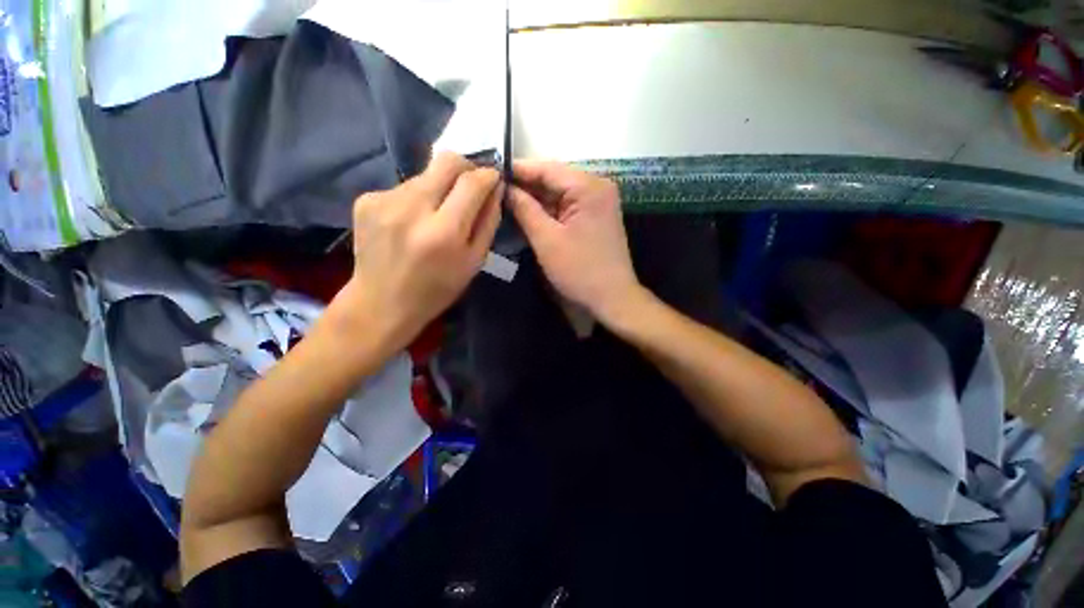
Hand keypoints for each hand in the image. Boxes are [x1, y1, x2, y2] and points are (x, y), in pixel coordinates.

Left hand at [337, 152, 502, 351]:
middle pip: (446, 161)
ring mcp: (383, 200)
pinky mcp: (366, 199)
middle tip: (470, 186)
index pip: (471, 182)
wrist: (381, 302)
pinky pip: (404, 186)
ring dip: (439, 187)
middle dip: (466, 168)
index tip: (494, 178)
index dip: (488, 175)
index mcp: (443, 232)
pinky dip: (416, 198)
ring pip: (425, 174)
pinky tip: (412, 222)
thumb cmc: (437, 289)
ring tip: (436, 214)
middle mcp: (411, 209)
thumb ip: (488, 222)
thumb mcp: (474, 262)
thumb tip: (495, 188)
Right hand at [508, 161, 640, 323]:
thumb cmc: (579, 270)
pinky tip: (525, 214)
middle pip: (553, 180)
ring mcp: (597, 203)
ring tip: (503, 201)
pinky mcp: (594, 217)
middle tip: (493, 190)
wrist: (612, 298)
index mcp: (588, 187)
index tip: (489, 173)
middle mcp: (596, 187)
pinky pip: (566, 207)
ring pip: (558, 194)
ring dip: (534, 200)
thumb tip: (504, 188)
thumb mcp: (547, 239)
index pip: (546, 169)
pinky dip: (547, 211)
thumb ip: (524, 209)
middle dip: (524, 186)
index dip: (516, 170)